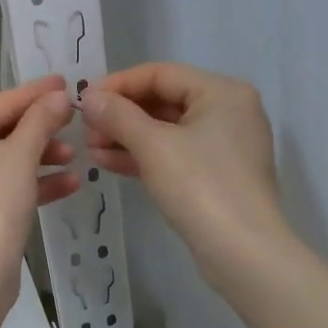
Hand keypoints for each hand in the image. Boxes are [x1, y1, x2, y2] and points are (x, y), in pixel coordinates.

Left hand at [0, 76, 77, 299]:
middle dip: (39, 130)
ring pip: (4, 160)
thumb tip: (58, 95)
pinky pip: (3, 186)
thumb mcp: (20, 156)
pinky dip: (32, 183)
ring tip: (75, 156)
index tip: (64, 82)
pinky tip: (70, 183)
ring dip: (40, 157)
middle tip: (74, 119)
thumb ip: (40, 120)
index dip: (33, 94)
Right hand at [81, 63, 289, 289]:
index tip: (84, 99)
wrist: (243, 253)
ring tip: (90, 149)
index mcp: (222, 92)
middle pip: (163, 100)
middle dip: (121, 115)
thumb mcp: (153, 146)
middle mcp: (228, 111)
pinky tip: (108, 162)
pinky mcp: (216, 175)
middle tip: (85, 129)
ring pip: (166, 130)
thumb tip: (88, 97)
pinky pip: (174, 154)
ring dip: (126, 137)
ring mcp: (224, 145)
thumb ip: (118, 115)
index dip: (118, 84)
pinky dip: (143, 156)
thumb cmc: (200, 186)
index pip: (161, 73)